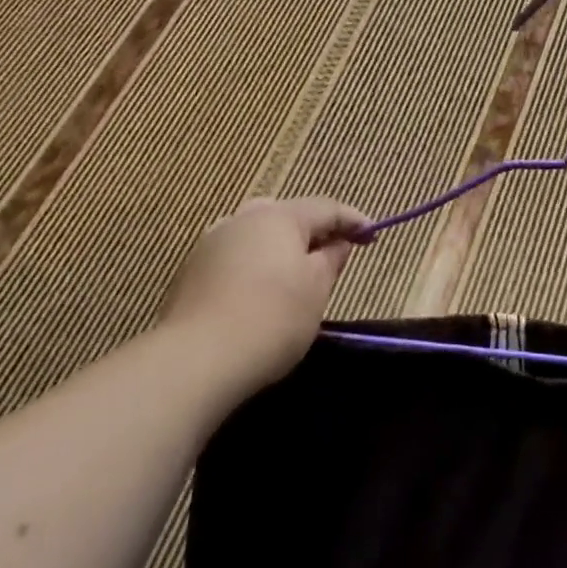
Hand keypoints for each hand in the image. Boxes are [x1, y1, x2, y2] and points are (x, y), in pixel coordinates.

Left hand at [161, 197, 369, 395]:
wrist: (196, 360)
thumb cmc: (272, 319)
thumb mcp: (316, 289)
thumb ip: (331, 258)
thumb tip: (338, 242)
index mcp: (280, 216)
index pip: (326, 208)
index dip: (353, 220)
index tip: (373, 235)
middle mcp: (244, 218)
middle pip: (288, 215)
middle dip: (313, 230)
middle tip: (333, 252)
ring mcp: (214, 241)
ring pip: (257, 232)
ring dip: (280, 246)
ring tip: (295, 271)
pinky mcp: (193, 270)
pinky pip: (236, 255)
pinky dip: (255, 263)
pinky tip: (260, 289)